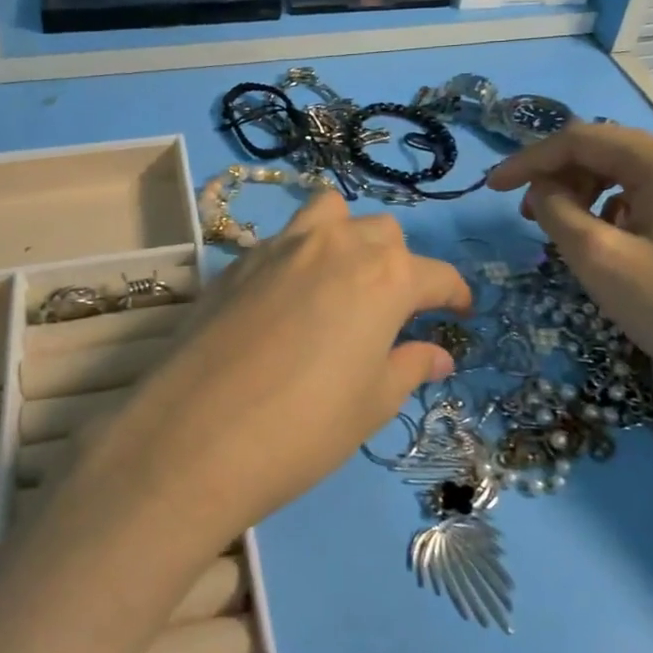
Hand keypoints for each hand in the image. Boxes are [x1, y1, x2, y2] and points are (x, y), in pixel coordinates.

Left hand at [0, 191, 469, 652]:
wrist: (193, 438)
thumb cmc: (303, 429)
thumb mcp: (370, 404)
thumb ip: (409, 366)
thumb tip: (438, 353)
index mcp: (384, 277)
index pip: (435, 274)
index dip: (453, 293)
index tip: (459, 311)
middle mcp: (336, 246)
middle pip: (383, 233)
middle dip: (399, 264)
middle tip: (393, 310)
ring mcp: (281, 246)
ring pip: (330, 214)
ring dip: (347, 237)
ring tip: (341, 280)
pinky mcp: (237, 260)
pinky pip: (283, 238)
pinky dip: (300, 254)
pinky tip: (288, 299)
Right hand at [487, 123, 652, 425]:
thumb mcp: (600, 261)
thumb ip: (557, 211)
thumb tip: (544, 189)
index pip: (581, 139)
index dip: (529, 160)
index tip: (492, 189)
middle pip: (609, 152)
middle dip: (561, 178)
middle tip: (530, 219)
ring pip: (632, 175)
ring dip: (589, 195)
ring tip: (569, 235)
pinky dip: (621, 211)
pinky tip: (615, 246)